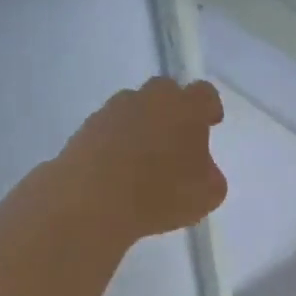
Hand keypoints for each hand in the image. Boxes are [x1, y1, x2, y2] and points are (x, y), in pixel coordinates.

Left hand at [63, 76, 228, 237]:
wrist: (91, 203)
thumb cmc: (160, 195)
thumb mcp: (208, 194)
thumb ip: (210, 173)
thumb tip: (200, 168)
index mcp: (184, 108)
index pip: (204, 93)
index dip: (209, 107)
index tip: (211, 124)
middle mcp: (148, 100)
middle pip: (165, 92)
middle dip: (173, 111)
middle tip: (176, 141)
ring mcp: (112, 112)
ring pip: (133, 109)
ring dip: (142, 126)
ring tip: (143, 161)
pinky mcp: (84, 130)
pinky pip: (109, 130)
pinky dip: (116, 143)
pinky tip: (118, 172)